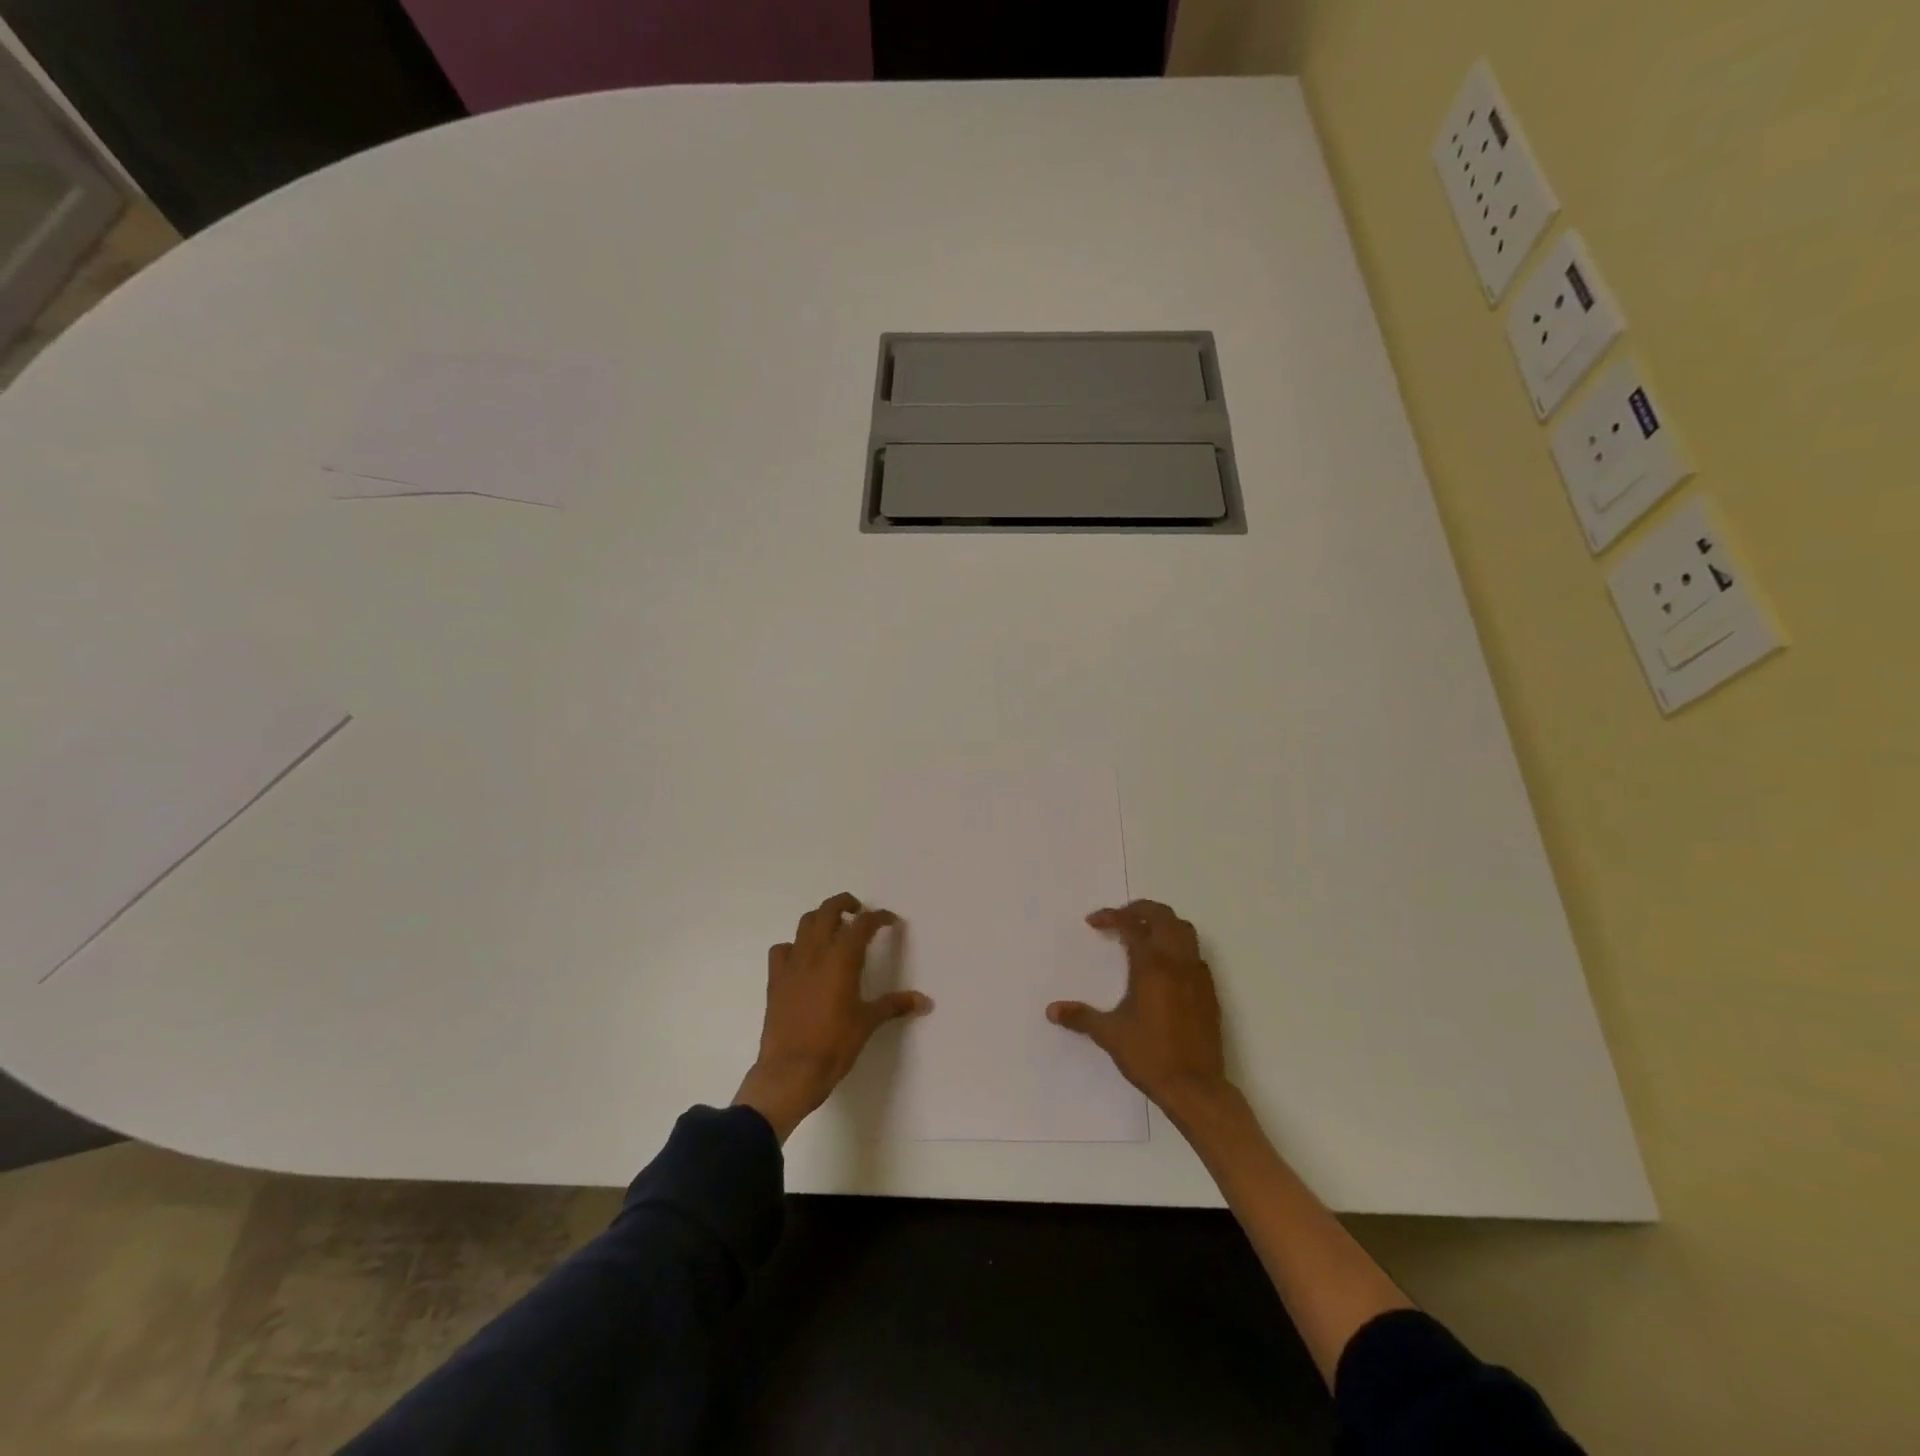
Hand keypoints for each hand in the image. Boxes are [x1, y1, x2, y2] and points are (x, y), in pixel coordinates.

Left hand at [734, 892, 931, 1142]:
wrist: (790, 1071)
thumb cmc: (834, 1045)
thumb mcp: (868, 1023)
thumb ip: (895, 1005)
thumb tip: (925, 1001)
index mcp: (842, 958)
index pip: (863, 924)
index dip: (879, 917)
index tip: (890, 921)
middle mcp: (816, 952)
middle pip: (829, 910)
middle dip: (845, 903)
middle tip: (858, 912)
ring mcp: (792, 963)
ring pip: (805, 923)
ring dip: (821, 919)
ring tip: (834, 929)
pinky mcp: (775, 979)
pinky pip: (782, 949)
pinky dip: (795, 946)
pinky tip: (803, 959)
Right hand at [1047, 899, 1231, 1118]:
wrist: (1196, 1087)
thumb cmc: (1149, 1055)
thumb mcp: (1109, 1034)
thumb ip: (1080, 1017)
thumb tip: (1052, 1010)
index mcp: (1151, 965)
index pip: (1131, 925)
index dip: (1111, 917)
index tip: (1093, 922)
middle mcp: (1176, 962)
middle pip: (1163, 916)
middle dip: (1140, 910)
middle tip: (1119, 918)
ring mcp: (1197, 975)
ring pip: (1184, 930)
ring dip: (1162, 923)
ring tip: (1143, 934)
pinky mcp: (1210, 991)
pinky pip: (1194, 953)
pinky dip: (1178, 946)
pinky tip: (1164, 966)